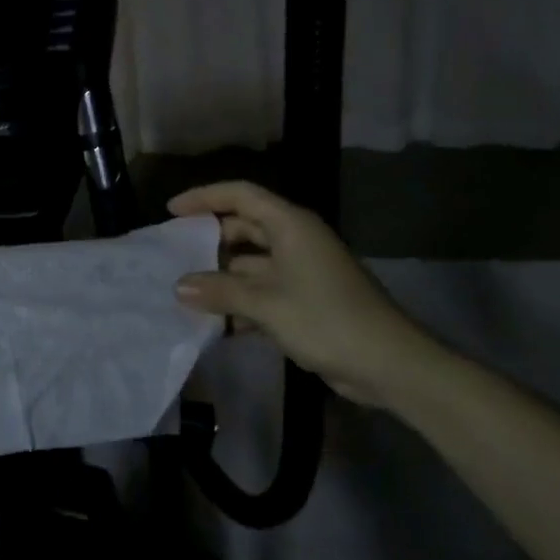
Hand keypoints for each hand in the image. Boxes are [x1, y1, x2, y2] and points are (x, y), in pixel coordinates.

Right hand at [170, 180, 448, 409]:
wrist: (388, 364)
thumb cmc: (326, 320)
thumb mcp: (266, 304)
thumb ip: (220, 292)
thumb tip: (178, 286)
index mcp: (290, 226)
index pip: (241, 195)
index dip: (204, 198)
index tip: (171, 211)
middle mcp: (295, 241)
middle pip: (243, 228)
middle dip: (209, 241)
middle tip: (173, 255)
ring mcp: (301, 272)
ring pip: (250, 264)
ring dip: (221, 278)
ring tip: (184, 292)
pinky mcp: (304, 301)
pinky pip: (262, 292)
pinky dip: (239, 303)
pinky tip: (214, 323)